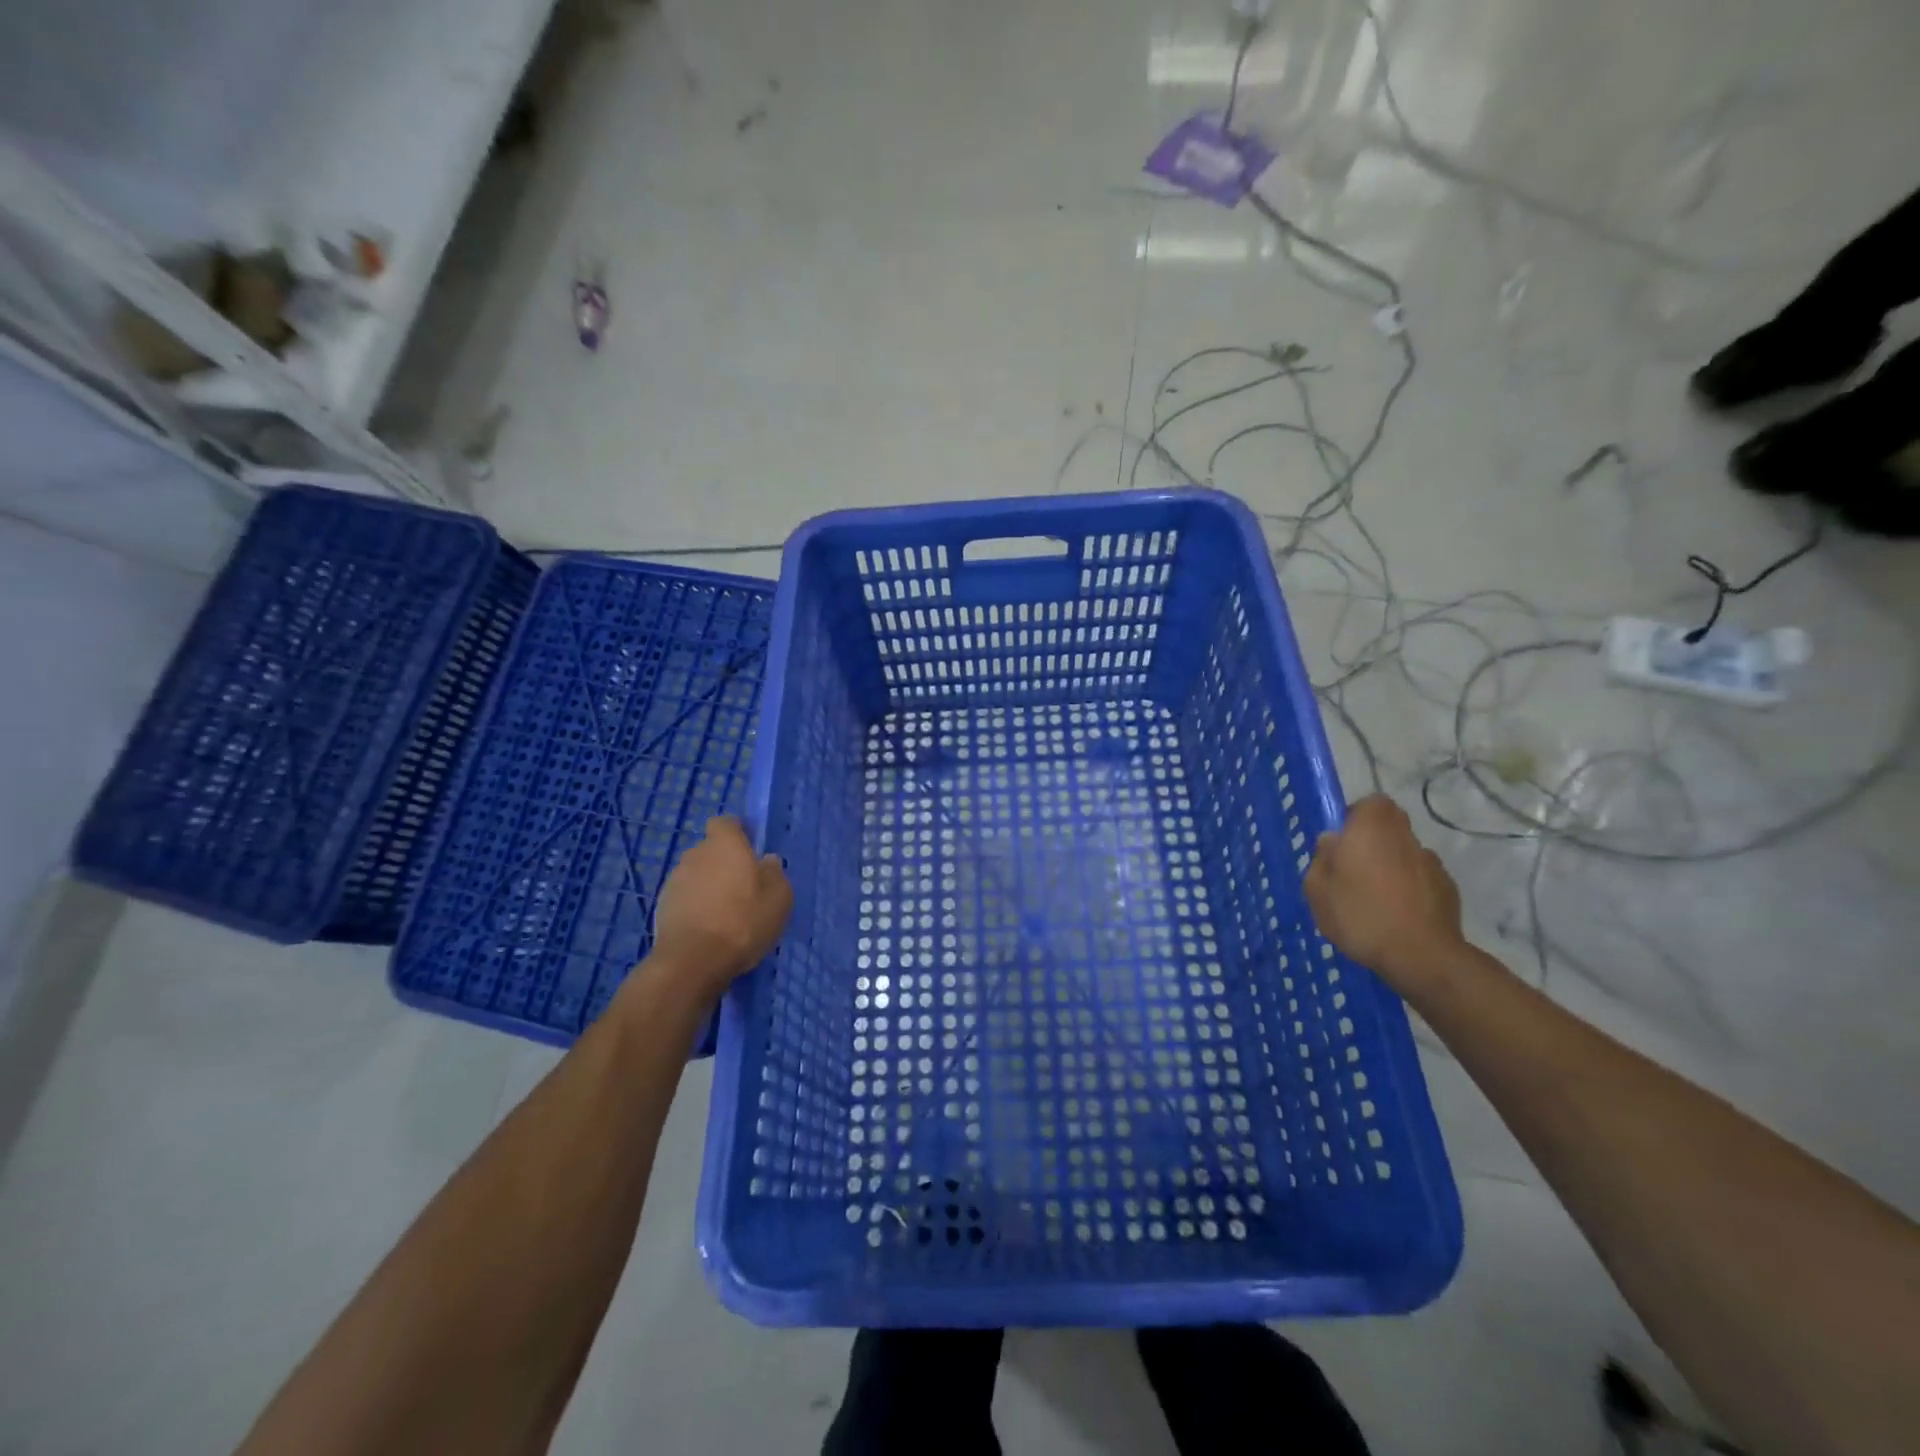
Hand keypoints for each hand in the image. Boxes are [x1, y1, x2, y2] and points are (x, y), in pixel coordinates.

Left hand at [651, 817, 792, 998]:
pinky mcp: (662, 906)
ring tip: (726, 913)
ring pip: (697, 875)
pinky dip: (696, 907)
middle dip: (724, 863)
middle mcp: (696, 854)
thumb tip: (767, 861)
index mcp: (725, 844)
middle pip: (711, 850)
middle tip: (743, 888)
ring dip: (709, 886)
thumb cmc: (743, 920)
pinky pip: (685, 898)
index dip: (737, 833)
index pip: (725, 823)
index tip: (751, 849)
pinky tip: (709, 930)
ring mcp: (675, 880)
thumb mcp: (779, 897)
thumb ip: (774, 873)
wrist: (693, 961)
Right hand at [1304, 795, 1464, 993]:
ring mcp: (1431, 862)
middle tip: (1354, 868)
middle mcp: (1405, 837)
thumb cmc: (1360, 915)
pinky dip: (1411, 889)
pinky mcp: (1448, 889)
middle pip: (1391, 825)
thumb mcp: (1317, 889)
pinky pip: (1422, 879)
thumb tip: (1332, 842)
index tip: (1343, 840)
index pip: (1370, 803)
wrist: (1421, 956)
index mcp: (1372, 828)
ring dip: (1393, 865)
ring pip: (1406, 853)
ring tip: (1377, 898)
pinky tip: (1398, 915)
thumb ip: (1321, 858)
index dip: (1356, 817)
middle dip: (1374, 840)